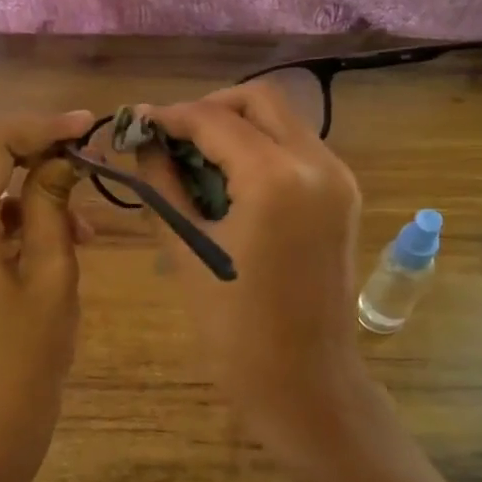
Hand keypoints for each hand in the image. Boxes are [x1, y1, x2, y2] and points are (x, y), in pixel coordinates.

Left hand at [0, 110, 95, 457]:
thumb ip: (52, 206)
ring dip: (21, 173)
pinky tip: (55, 230)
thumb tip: (62, 158)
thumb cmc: (31, 355)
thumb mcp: (54, 275)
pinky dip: (11, 205)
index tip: (85, 127)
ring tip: (76, 203)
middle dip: (26, 140)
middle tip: (76, 150)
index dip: (38, 126)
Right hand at [138, 84, 377, 463]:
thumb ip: (164, 184)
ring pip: (284, 120)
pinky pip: (298, 149)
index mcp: (276, 179)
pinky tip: (230, 180)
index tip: (137, 123)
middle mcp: (317, 163)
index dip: (171, 116)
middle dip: (210, 108)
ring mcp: (338, 179)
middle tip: (172, 137)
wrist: (304, 381)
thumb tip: (144, 142)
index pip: (215, 120)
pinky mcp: (344, 196)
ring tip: (196, 159)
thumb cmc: (235, 330)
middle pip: (261, 99)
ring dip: (238, 126)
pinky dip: (262, 148)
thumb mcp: (188, 251)